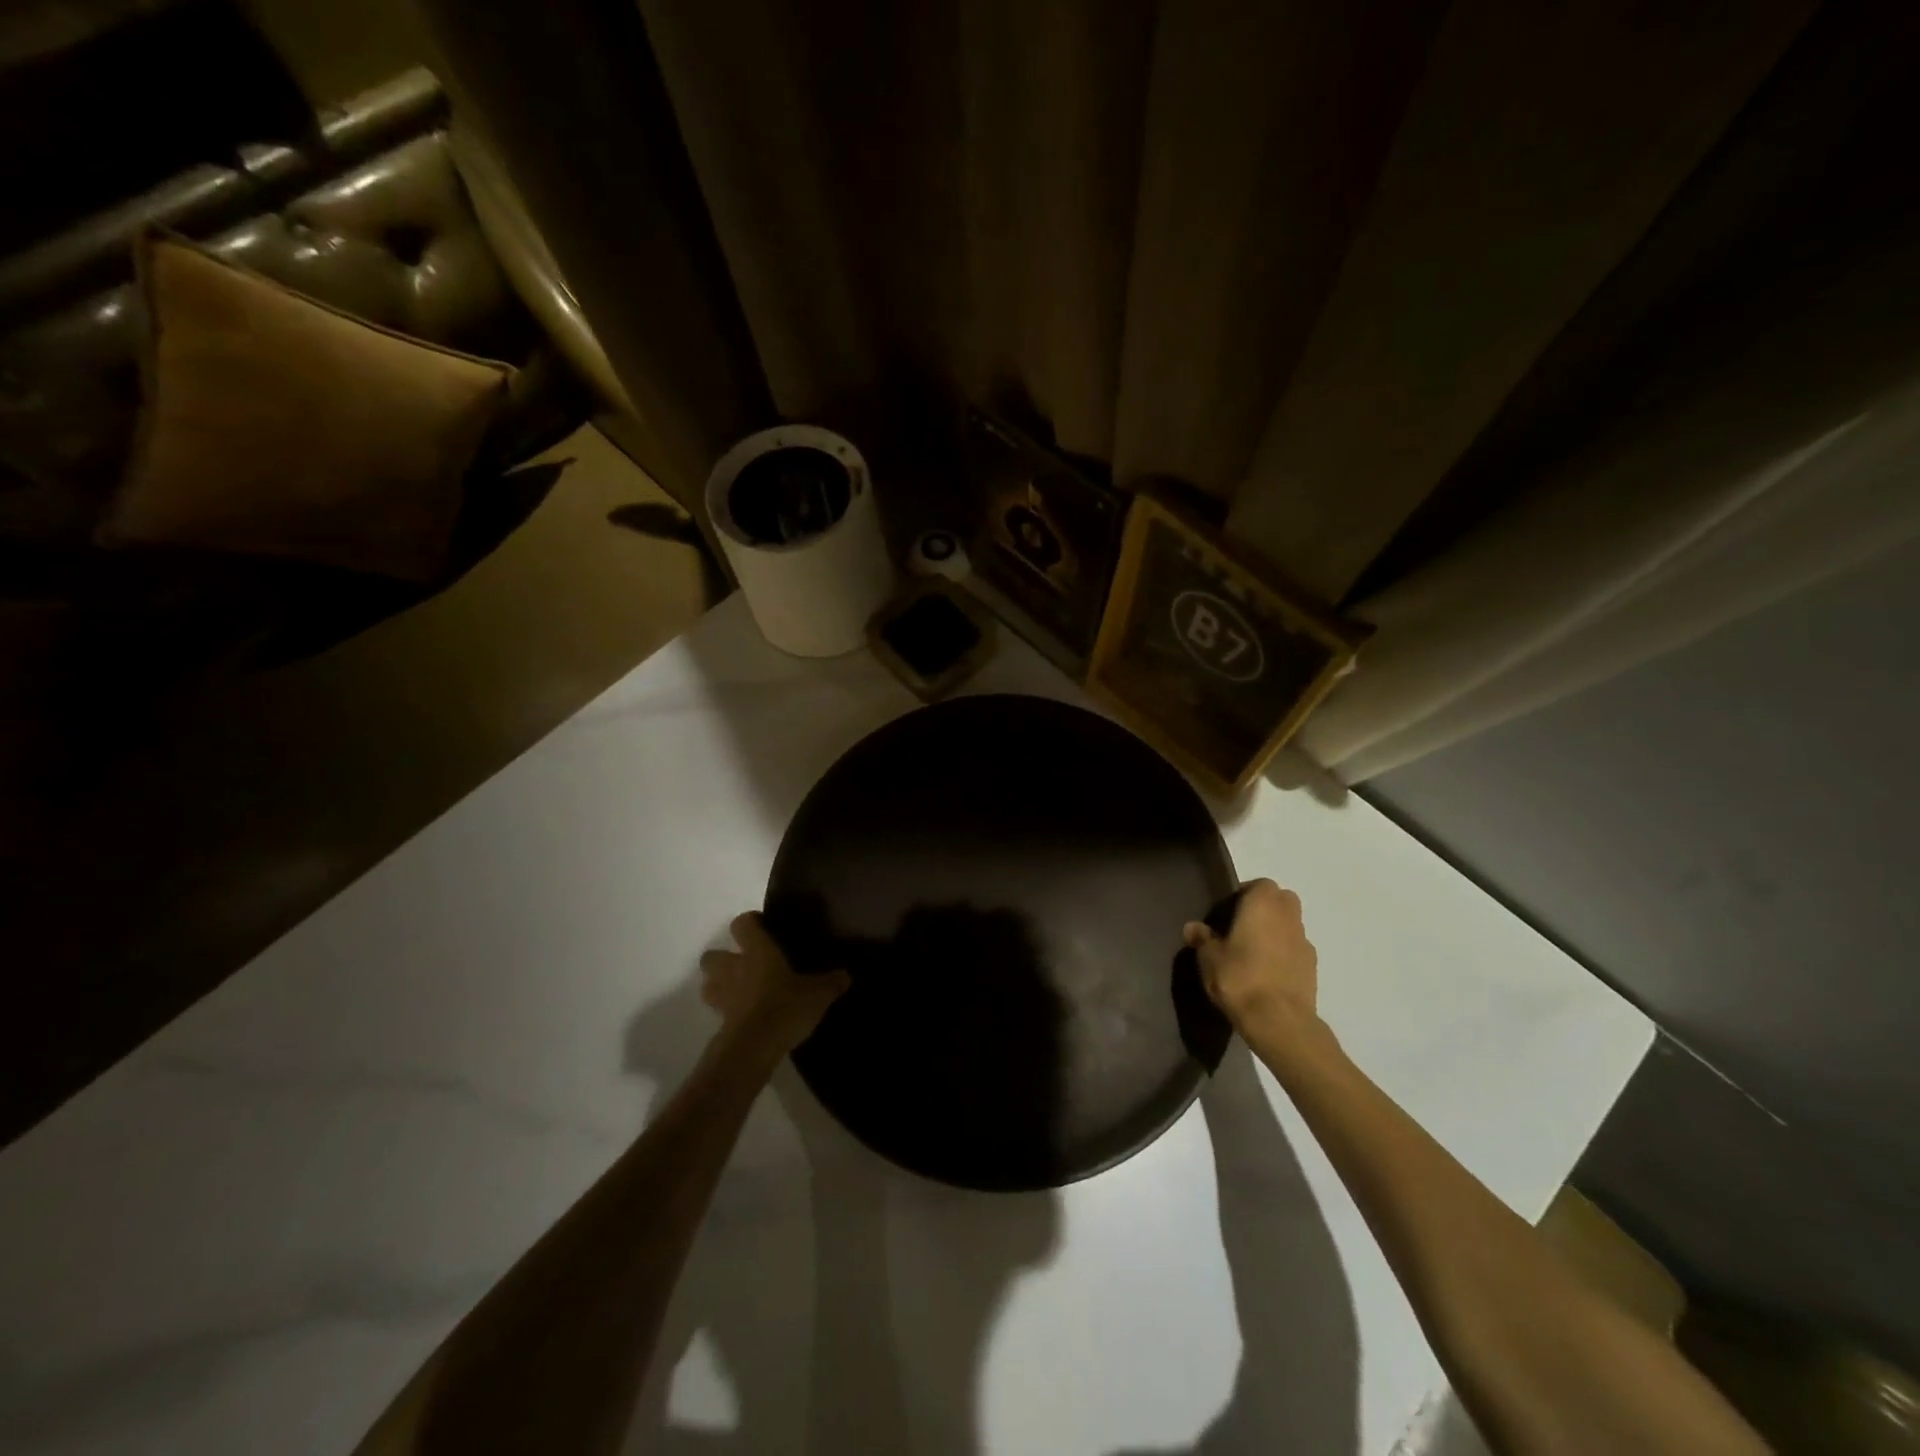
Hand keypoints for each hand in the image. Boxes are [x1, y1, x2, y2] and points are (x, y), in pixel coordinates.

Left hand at [701, 912, 851, 1062]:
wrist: (753, 1048)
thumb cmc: (785, 1007)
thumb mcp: (818, 994)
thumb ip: (832, 982)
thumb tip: (845, 975)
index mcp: (757, 951)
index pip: (742, 924)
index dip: (750, 922)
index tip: (763, 927)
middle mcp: (733, 968)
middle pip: (711, 955)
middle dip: (724, 957)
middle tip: (746, 963)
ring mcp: (722, 996)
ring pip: (708, 983)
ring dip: (718, 984)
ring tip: (739, 990)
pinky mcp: (718, 1022)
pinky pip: (717, 1010)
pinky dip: (726, 1011)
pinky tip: (745, 1017)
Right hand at [1183, 879, 1321, 1050]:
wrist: (1279, 1021)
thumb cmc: (1240, 978)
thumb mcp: (1209, 958)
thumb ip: (1202, 939)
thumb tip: (1192, 927)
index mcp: (1263, 904)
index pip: (1259, 884)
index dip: (1243, 895)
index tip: (1227, 913)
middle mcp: (1289, 916)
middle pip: (1281, 900)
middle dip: (1265, 908)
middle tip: (1241, 928)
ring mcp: (1305, 942)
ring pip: (1291, 925)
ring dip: (1276, 931)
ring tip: (1253, 953)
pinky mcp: (1313, 968)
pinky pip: (1296, 950)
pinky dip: (1285, 954)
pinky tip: (1267, 973)